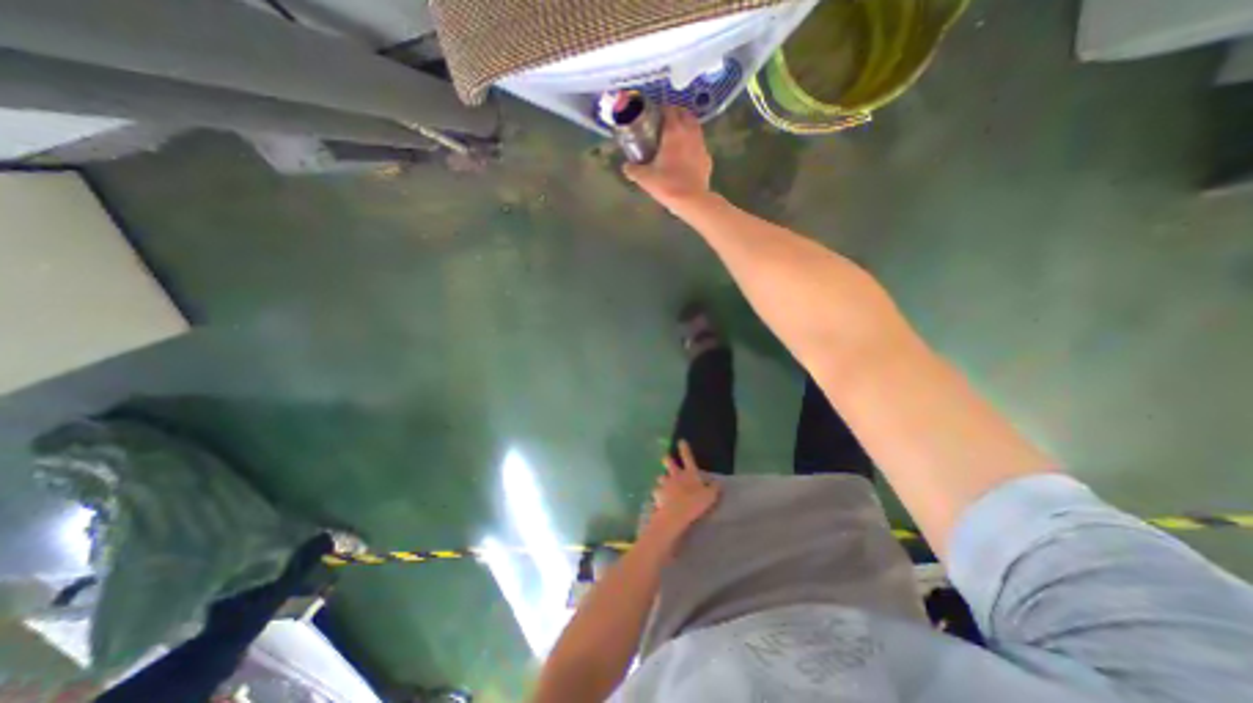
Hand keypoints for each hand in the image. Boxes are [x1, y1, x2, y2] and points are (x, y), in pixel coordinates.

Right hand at [623, 103, 713, 211]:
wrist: (691, 200)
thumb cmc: (667, 184)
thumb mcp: (645, 178)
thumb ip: (633, 170)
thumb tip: (626, 166)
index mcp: (674, 131)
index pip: (670, 109)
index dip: (662, 109)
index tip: (655, 115)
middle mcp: (690, 133)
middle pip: (685, 114)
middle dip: (676, 114)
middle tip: (666, 123)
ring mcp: (701, 145)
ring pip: (695, 127)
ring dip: (686, 127)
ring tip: (677, 137)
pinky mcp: (707, 158)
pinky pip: (699, 145)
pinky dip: (693, 144)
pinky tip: (686, 155)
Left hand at [651, 442, 720, 546]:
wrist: (677, 513)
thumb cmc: (695, 502)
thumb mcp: (710, 496)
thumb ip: (714, 488)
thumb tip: (718, 483)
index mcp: (689, 473)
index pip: (687, 456)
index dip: (684, 448)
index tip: (680, 441)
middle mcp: (675, 474)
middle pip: (668, 461)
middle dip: (666, 459)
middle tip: (666, 460)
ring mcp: (665, 483)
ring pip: (660, 477)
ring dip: (662, 480)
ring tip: (663, 485)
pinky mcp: (657, 493)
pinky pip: (656, 491)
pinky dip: (658, 494)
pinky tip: (659, 499)